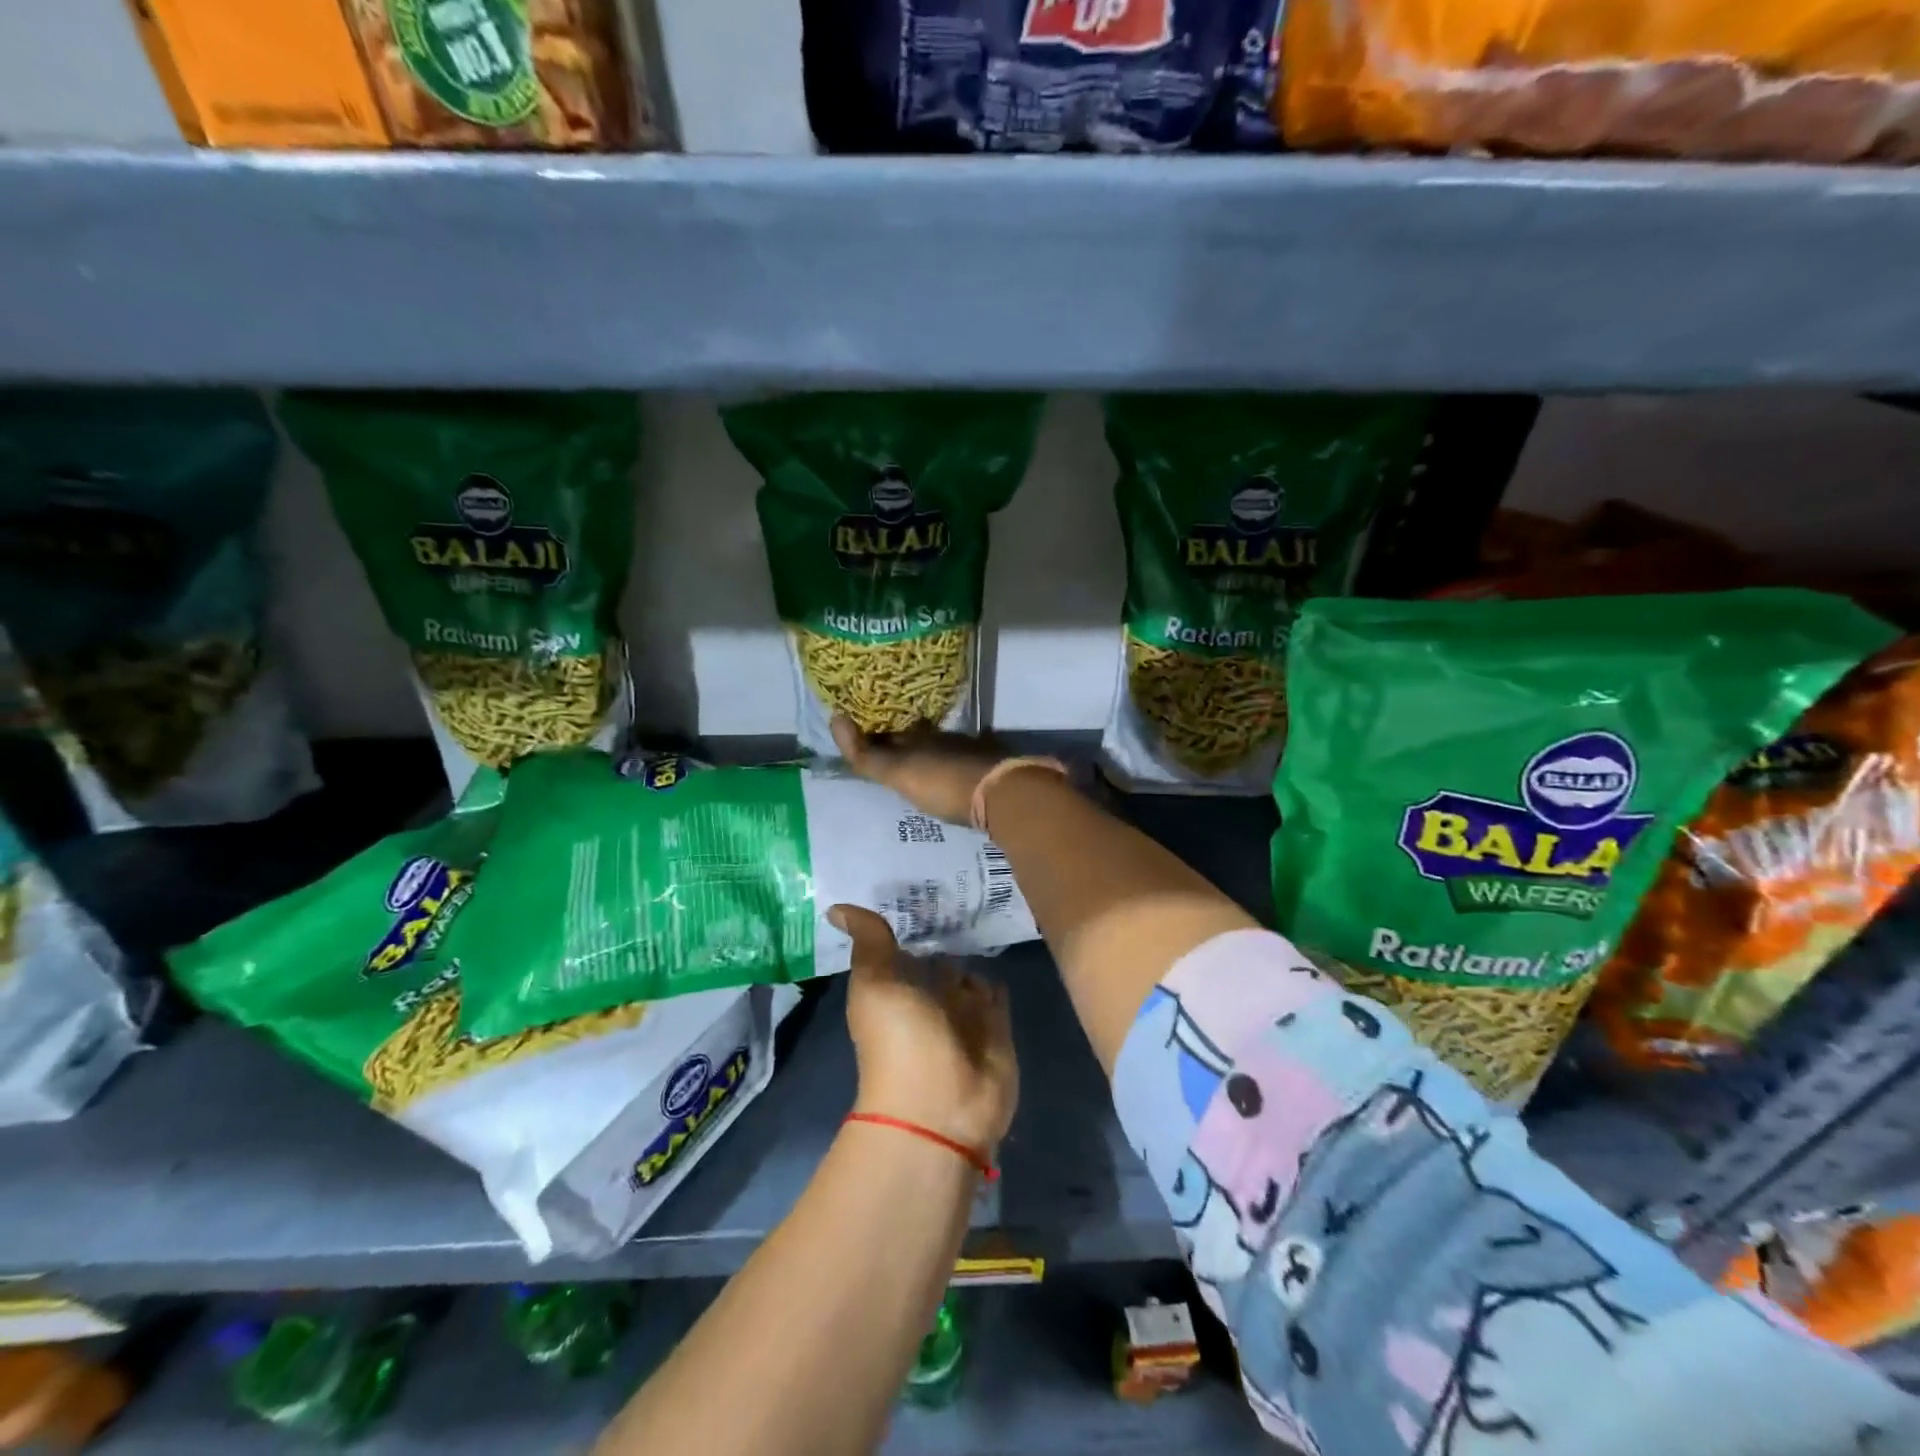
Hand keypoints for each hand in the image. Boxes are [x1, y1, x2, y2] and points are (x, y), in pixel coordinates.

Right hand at [831, 715, 1006, 825]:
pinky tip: (953, 774)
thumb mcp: (899, 773)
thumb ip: (867, 755)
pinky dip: (953, 765)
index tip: (864, 734)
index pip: (891, 731)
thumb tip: (835, 718)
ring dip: (929, 753)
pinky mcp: (990, 768)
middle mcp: (943, 738)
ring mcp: (970, 751)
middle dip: (903, 742)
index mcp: (919, 737)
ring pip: (942, 748)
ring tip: (918, 765)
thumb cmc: (943, 782)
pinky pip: (965, 761)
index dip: (876, 733)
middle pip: (918, 738)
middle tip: (889, 750)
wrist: (1002, 793)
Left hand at [834, 904, 1017, 1155]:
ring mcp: (963, 1015)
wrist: (941, 1107)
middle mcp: (926, 1000)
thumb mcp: (876, 983)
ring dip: (972, 953)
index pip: (900, 947)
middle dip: (945, 932)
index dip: (905, 920)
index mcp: (893, 989)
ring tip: (983, 908)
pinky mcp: (996, 1027)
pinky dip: (995, 978)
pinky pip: (995, 994)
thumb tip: (836, 907)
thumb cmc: (900, 1040)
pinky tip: (1002, 950)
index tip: (915, 882)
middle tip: (959, 886)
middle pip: (936, 960)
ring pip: (968, 974)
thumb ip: (869, 942)